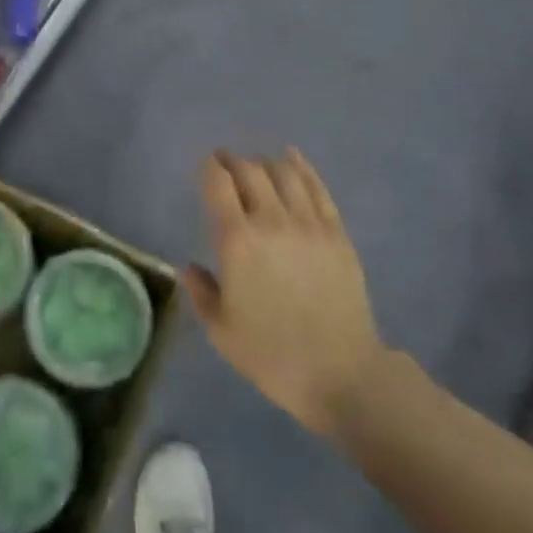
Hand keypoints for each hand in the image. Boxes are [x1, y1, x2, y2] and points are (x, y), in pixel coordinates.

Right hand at [184, 149, 383, 439]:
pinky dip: (302, 168)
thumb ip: (201, 292)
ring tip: (257, 165)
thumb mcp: (221, 330)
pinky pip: (317, 188)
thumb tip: (191, 268)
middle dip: (234, 161)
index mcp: (237, 241)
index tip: (206, 164)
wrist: (341, 374)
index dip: (209, 167)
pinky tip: (293, 159)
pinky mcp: (337, 233)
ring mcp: (309, 224)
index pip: (218, 185)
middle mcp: (271, 221)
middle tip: (226, 161)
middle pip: (250, 171)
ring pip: (284, 173)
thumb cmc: (271, 355)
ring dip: (266, 163)